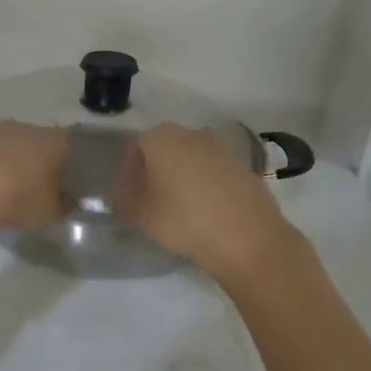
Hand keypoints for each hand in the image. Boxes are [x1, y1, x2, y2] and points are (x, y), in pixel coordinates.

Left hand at [0, 121, 68, 231]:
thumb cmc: (18, 198)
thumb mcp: (50, 213)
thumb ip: (63, 206)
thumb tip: (68, 201)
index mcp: (55, 141)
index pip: (71, 146)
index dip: (69, 164)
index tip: (65, 182)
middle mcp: (27, 127)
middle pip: (38, 142)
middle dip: (37, 162)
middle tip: (34, 187)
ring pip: (7, 145)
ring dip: (7, 162)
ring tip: (2, 189)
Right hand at [116, 123, 299, 283]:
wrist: (247, 236)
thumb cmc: (183, 220)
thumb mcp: (140, 215)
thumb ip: (124, 200)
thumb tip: (124, 194)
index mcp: (161, 138)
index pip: (134, 150)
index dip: (126, 174)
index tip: (125, 198)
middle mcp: (191, 134)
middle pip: (164, 151)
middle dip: (154, 173)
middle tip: (148, 202)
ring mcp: (221, 149)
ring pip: (190, 161)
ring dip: (181, 179)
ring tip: (177, 209)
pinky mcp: (243, 167)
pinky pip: (213, 174)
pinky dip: (204, 187)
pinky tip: (204, 212)